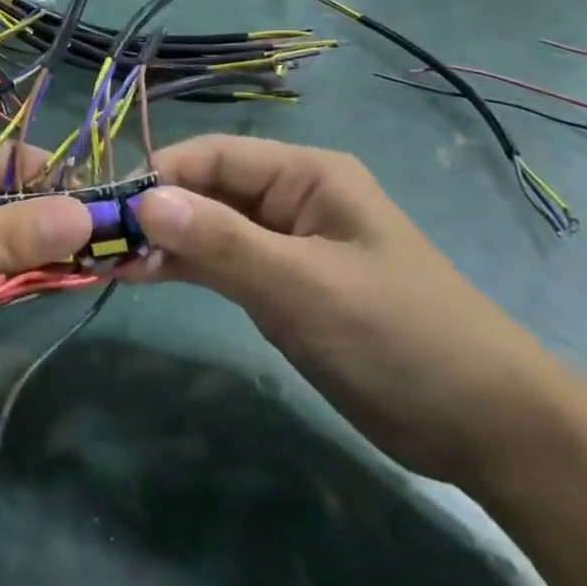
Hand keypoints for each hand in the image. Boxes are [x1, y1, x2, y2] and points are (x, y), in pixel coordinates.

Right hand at [130, 135, 570, 487]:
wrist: (487, 429)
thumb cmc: (401, 336)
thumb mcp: (307, 286)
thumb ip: (224, 242)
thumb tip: (144, 200)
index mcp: (304, 174)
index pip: (214, 157)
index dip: (161, 175)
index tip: (109, 207)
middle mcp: (289, 198)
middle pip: (206, 190)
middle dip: (155, 212)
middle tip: (99, 241)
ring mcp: (283, 242)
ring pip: (207, 228)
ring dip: (163, 242)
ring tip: (108, 261)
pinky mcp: (280, 285)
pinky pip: (220, 263)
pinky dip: (183, 268)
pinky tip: (142, 276)